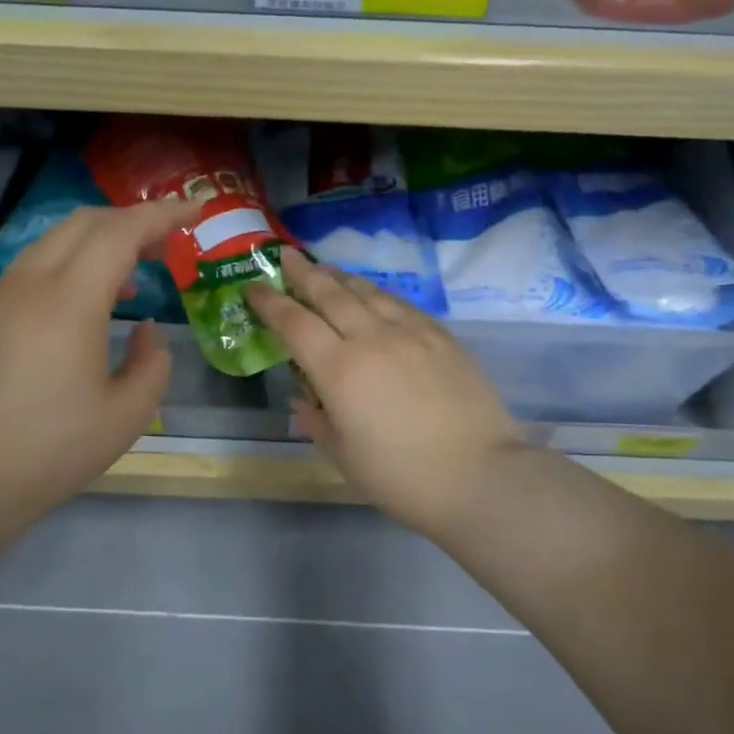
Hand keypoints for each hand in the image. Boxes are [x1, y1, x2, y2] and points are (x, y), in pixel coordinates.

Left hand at [0, 200, 197, 535]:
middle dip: (132, 220)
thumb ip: (153, 362)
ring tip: (133, 274)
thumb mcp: (128, 414)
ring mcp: (2, 296)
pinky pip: (36, 265)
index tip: (196, 210)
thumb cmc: (53, 451)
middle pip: (86, 222)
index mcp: (70, 302)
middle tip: (167, 243)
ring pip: (56, 240)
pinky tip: (89, 302)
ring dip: (100, 241)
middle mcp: (32, 284)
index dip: (163, 214)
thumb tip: (145, 330)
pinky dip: (72, 262)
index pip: (121, 231)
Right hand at [245, 248, 528, 538]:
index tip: (253, 287)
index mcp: (339, 370)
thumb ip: (316, 421)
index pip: (294, 323)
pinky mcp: (442, 336)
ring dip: (340, 277)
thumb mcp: (344, 457)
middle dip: (303, 273)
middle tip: (285, 256)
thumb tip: (304, 397)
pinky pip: (401, 303)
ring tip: (325, 269)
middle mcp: (371, 338)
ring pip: (367, 292)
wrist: (481, 476)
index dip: (269, 302)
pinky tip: (374, 295)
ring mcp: (410, 332)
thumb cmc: (402, 477)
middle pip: (330, 293)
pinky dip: (378, 293)